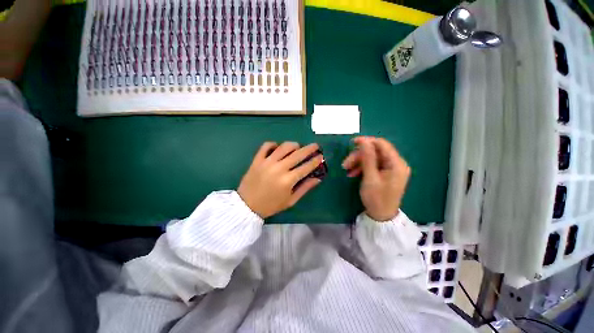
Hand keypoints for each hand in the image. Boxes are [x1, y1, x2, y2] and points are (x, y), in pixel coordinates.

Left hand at [238, 142, 323, 217]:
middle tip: (316, 145)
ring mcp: (267, 162)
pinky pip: (266, 146)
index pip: (306, 167)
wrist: (247, 206)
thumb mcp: (290, 200)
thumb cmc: (271, 205)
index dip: (315, 161)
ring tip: (298, 146)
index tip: (321, 156)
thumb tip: (317, 179)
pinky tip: (278, 147)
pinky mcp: (257, 160)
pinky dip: (274, 144)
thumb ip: (305, 188)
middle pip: (298, 154)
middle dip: (309, 148)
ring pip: (284, 147)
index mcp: (288, 180)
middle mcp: (279, 168)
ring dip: (294, 144)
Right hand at [342, 137, 410, 220]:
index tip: (351, 143)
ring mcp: (391, 169)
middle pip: (375, 152)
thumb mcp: (370, 177)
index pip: (382, 144)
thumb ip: (367, 158)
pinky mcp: (386, 173)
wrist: (381, 216)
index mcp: (397, 164)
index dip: (367, 141)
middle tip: (345, 164)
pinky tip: (353, 173)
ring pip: (372, 158)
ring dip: (358, 162)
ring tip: (347, 170)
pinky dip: (362, 167)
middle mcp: (396, 163)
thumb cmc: (376, 198)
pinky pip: (373, 165)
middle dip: (359, 156)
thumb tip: (363, 141)